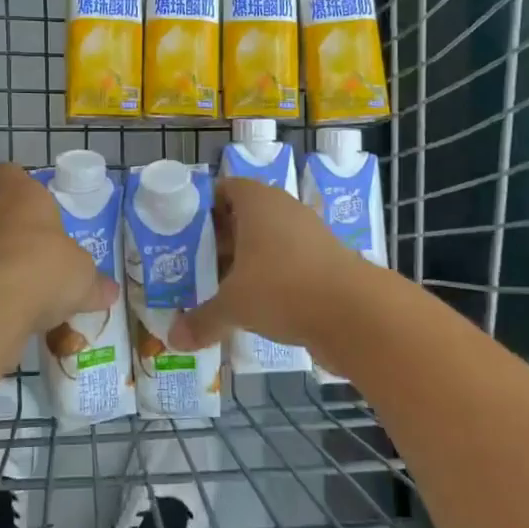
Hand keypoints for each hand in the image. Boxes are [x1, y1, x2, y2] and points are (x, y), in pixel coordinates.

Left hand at [0, 163, 118, 341]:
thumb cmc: (43, 267)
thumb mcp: (83, 277)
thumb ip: (94, 282)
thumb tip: (109, 291)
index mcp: (22, 196)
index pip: (8, 173)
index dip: (17, 181)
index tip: (33, 197)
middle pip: (1, 212)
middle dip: (20, 230)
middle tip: (45, 251)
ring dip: (7, 261)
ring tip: (34, 286)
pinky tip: (18, 310)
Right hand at [171, 176, 368, 354]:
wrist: (355, 314)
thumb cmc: (283, 289)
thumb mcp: (234, 306)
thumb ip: (202, 320)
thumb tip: (173, 339)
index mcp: (258, 201)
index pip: (225, 189)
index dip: (202, 208)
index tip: (182, 233)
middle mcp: (284, 209)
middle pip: (243, 217)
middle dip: (219, 241)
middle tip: (192, 265)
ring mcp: (309, 235)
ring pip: (266, 242)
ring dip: (244, 262)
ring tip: (218, 288)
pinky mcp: (325, 261)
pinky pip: (287, 263)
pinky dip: (270, 279)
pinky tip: (253, 306)